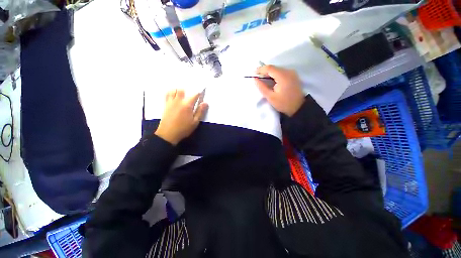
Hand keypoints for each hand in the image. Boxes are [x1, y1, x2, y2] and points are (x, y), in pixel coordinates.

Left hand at [155, 89, 207, 144]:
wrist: (168, 134)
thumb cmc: (183, 129)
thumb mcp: (195, 122)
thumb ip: (200, 112)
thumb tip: (205, 103)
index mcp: (187, 105)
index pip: (194, 95)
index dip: (199, 93)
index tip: (201, 94)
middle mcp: (178, 101)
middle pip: (182, 90)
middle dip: (187, 92)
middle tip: (190, 97)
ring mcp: (171, 102)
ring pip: (173, 91)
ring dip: (178, 91)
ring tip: (181, 96)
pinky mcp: (165, 105)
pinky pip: (167, 95)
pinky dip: (171, 93)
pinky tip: (174, 98)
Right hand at [254, 65, 304, 116]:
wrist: (298, 107)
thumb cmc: (283, 103)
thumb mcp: (270, 97)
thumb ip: (261, 87)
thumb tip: (254, 79)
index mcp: (283, 76)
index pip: (269, 68)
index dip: (260, 70)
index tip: (253, 74)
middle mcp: (289, 71)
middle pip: (273, 68)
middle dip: (264, 71)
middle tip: (257, 78)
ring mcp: (292, 73)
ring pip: (277, 69)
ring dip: (269, 73)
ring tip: (262, 80)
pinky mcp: (293, 75)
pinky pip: (281, 72)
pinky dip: (274, 75)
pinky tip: (271, 81)